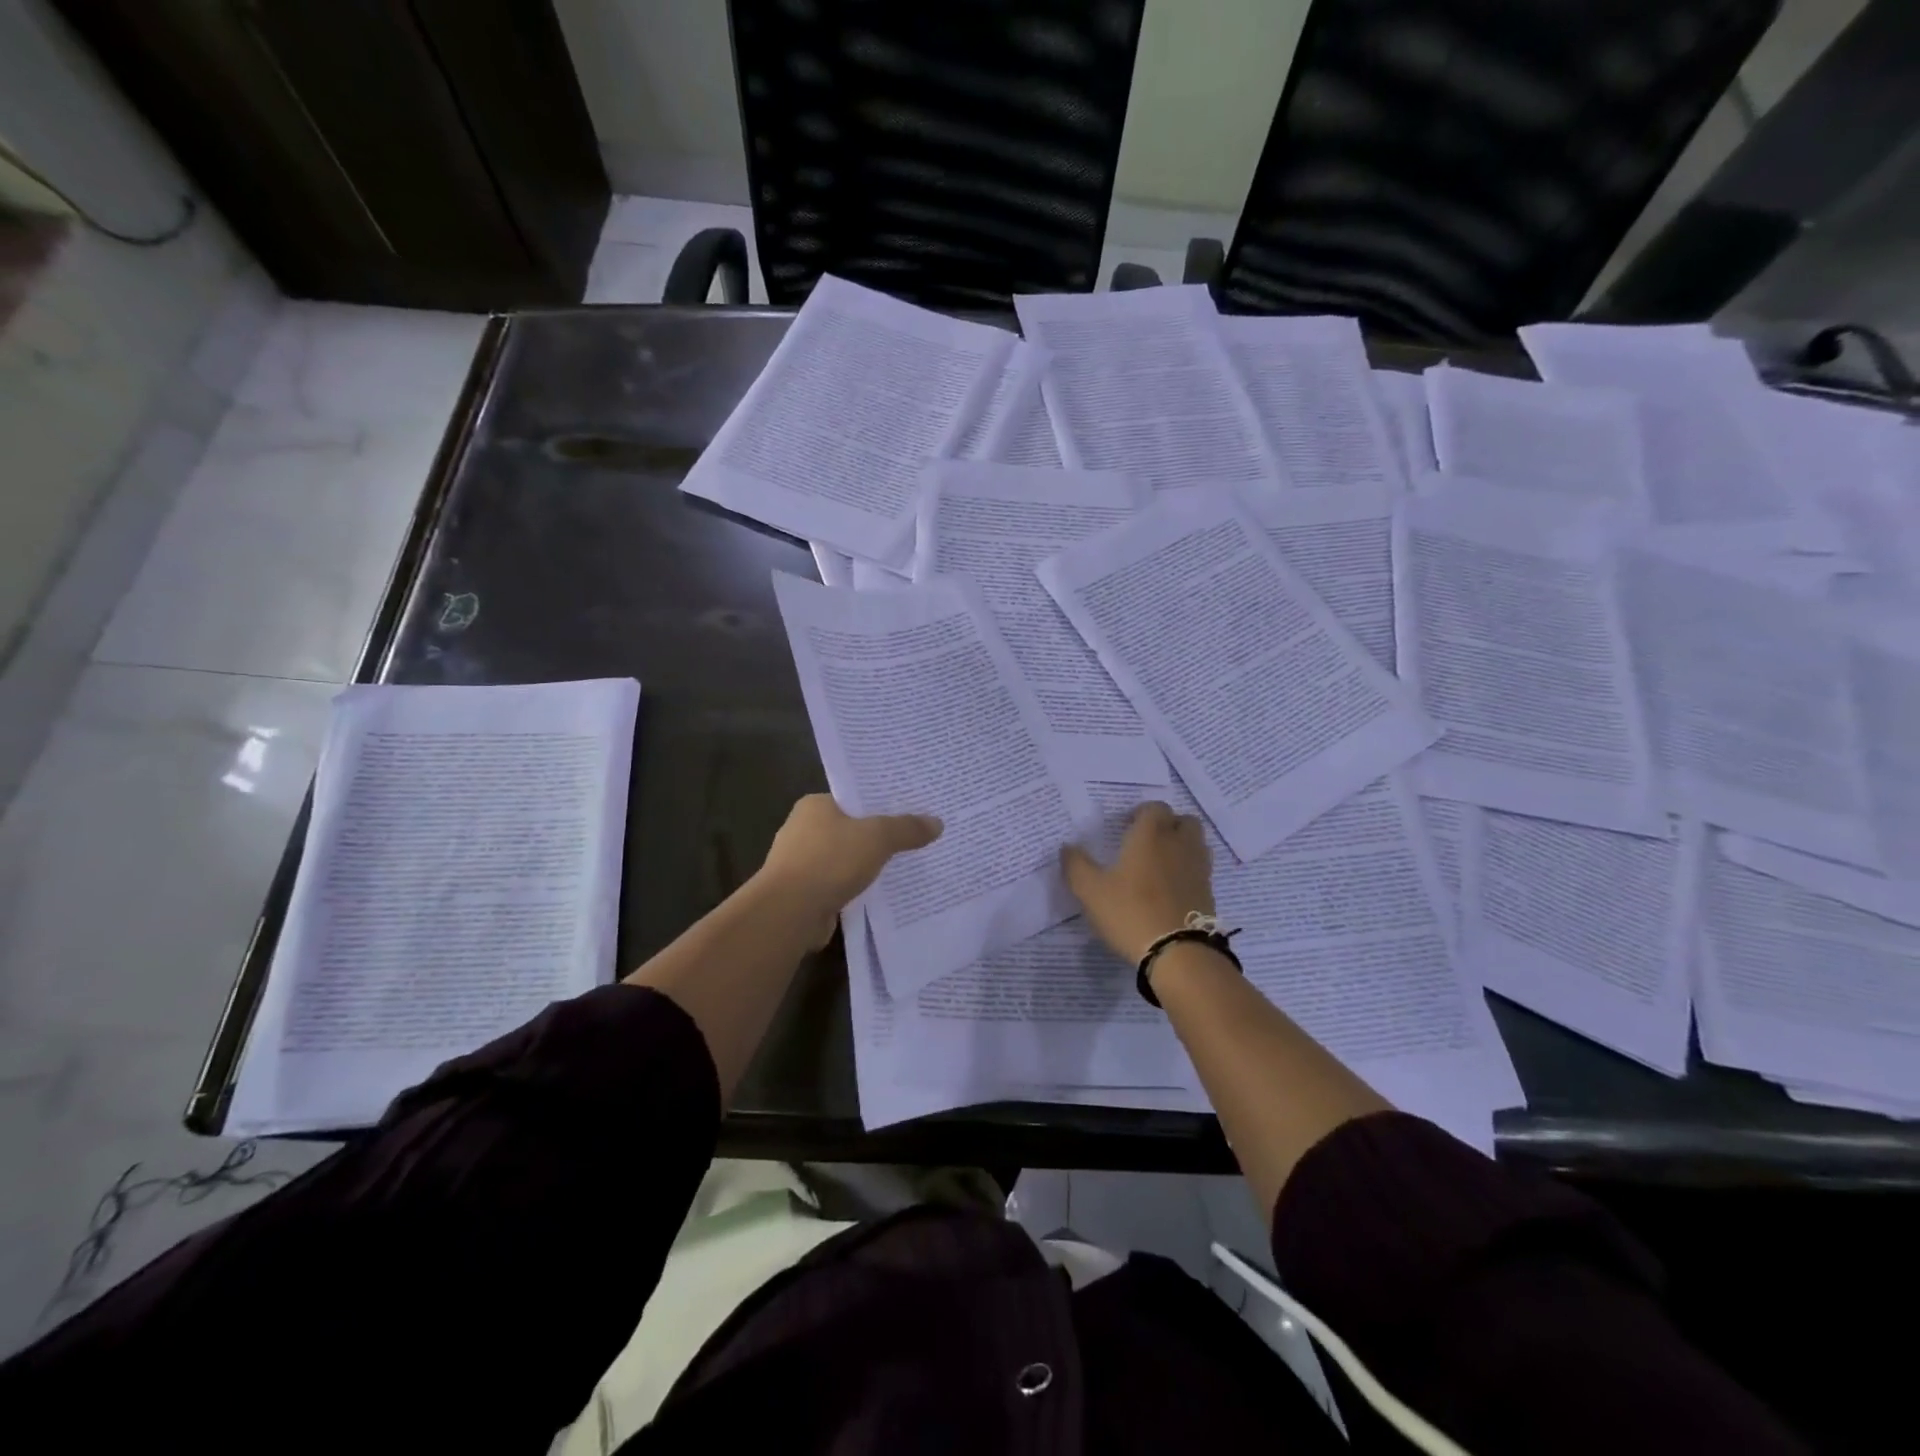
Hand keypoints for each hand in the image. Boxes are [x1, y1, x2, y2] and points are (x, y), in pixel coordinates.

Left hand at [756, 794, 942, 941]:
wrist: (789, 912)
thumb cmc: (829, 861)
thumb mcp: (877, 838)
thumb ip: (906, 829)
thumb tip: (937, 822)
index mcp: (814, 806)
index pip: (853, 798)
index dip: (880, 804)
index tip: (909, 810)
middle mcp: (803, 830)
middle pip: (850, 828)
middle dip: (877, 836)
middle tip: (914, 837)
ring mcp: (800, 864)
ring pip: (845, 859)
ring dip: (866, 865)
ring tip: (904, 866)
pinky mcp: (804, 894)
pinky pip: (839, 885)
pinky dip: (856, 889)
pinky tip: (881, 894)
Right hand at [1061, 801, 1214, 962]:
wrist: (1179, 953)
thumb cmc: (1130, 912)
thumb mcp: (1090, 890)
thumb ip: (1076, 865)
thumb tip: (1067, 847)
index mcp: (1151, 835)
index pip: (1155, 807)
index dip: (1141, 813)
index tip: (1125, 828)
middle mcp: (1179, 844)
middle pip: (1183, 821)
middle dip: (1167, 825)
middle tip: (1146, 843)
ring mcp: (1198, 868)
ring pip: (1195, 843)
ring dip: (1181, 846)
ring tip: (1160, 864)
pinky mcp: (1208, 892)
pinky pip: (1200, 869)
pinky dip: (1188, 871)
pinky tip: (1170, 889)